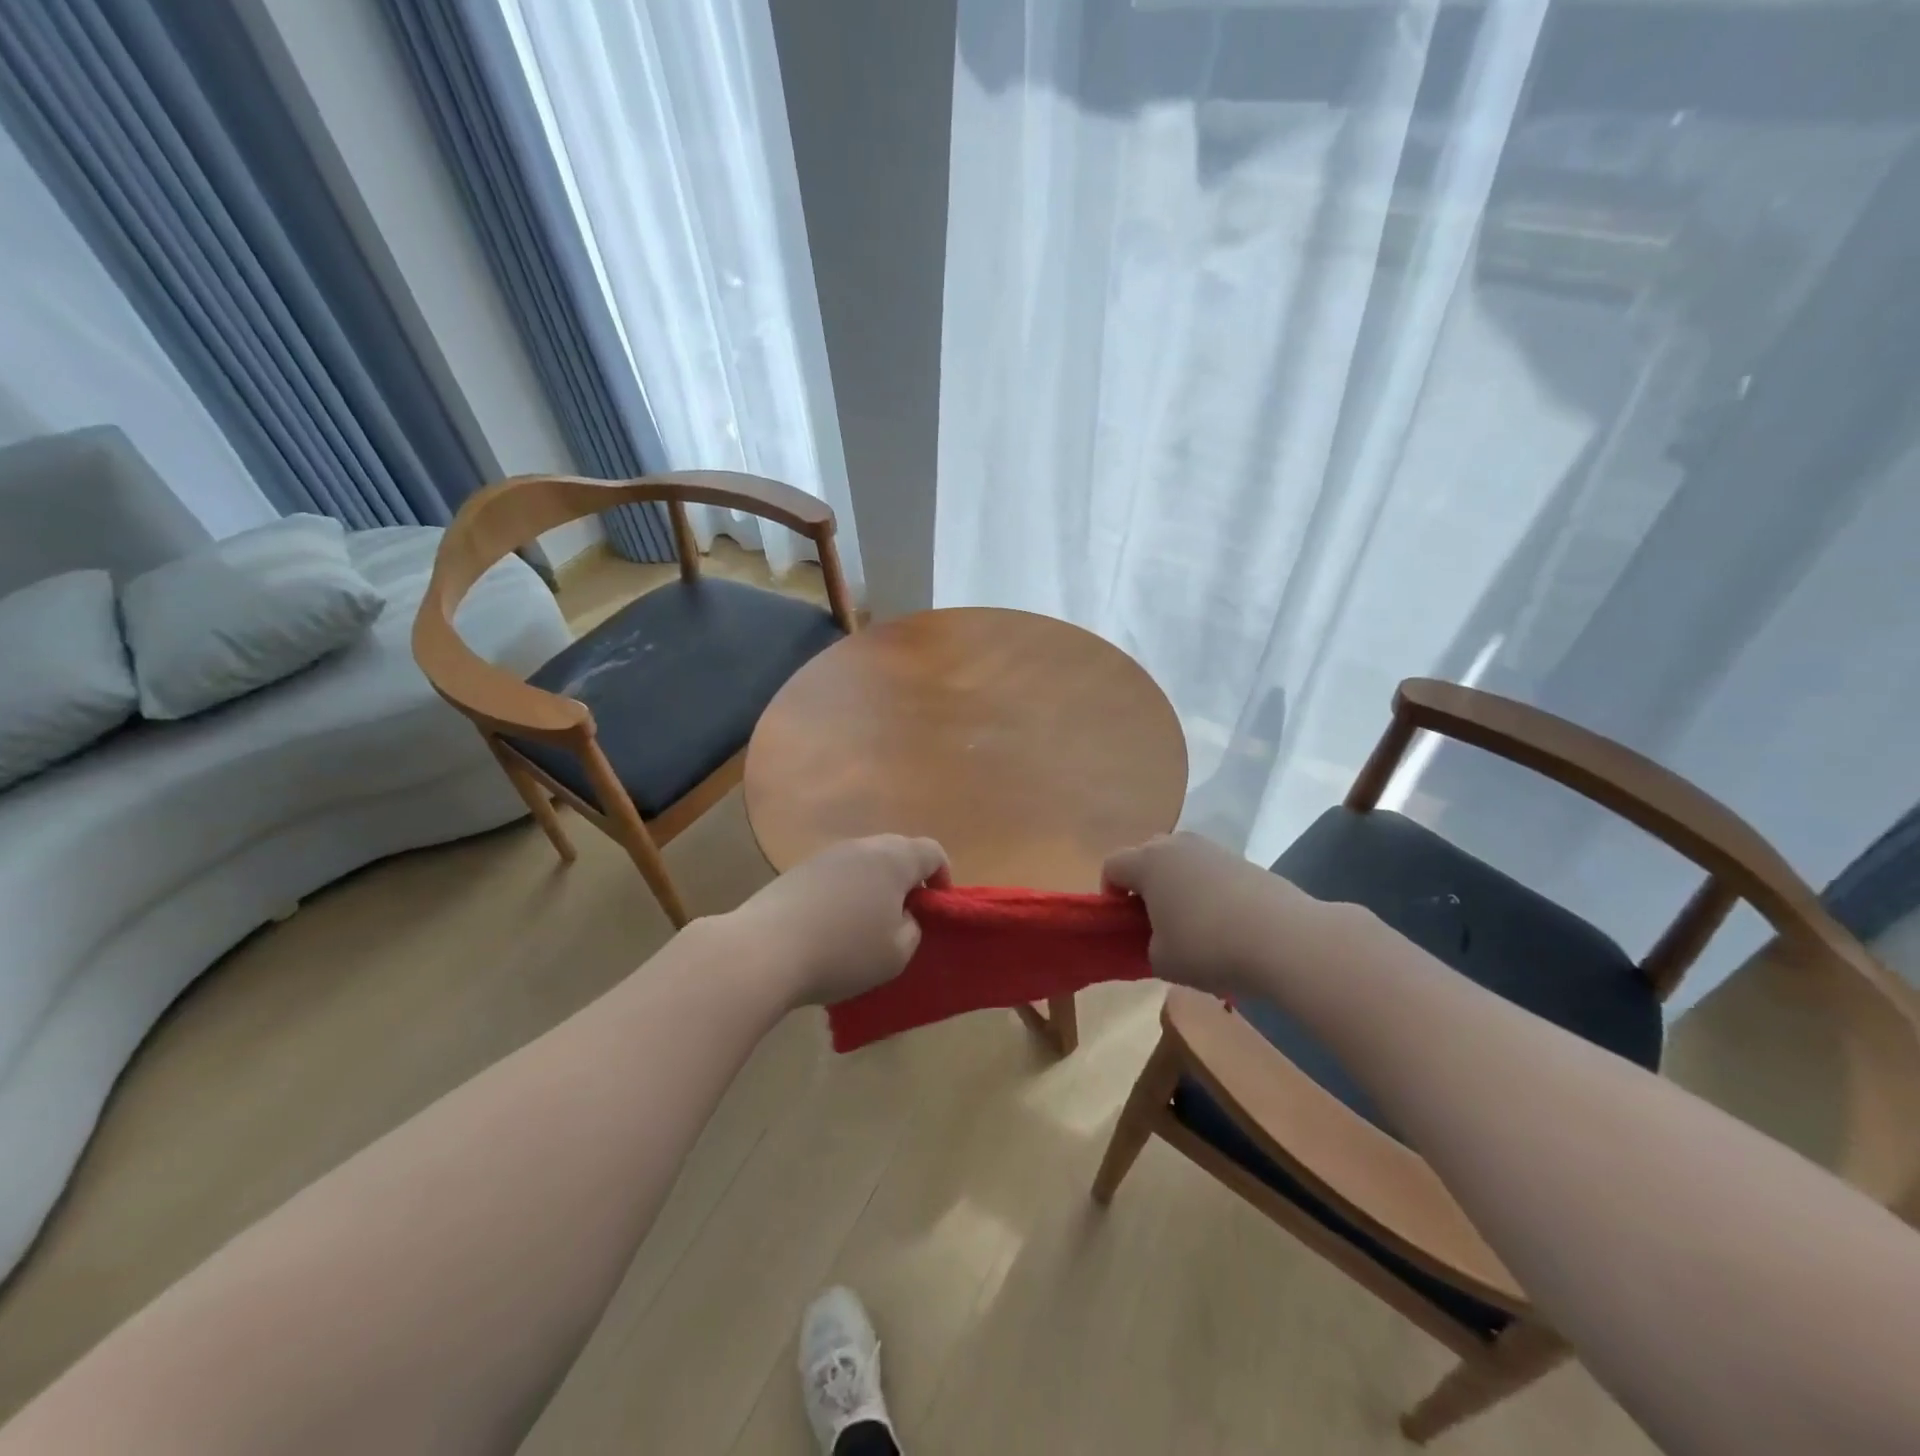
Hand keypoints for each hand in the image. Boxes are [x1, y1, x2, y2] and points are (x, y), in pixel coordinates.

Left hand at [728, 835, 948, 1007]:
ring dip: (874, 887)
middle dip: (907, 881)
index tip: (935, 909)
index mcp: (894, 858)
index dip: (942, 878)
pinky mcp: (798, 871)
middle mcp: (862, 846)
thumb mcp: (897, 953)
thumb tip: (902, 914)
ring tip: (866, 926)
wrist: (764, 950)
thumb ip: (912, 928)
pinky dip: (844, 894)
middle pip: (897, 852)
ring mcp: (826, 855)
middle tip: (904, 918)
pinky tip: (831, 928)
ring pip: (864, 863)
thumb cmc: (843, 951)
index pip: (933, 851)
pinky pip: (836, 875)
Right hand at [1102, 831, 1320, 995]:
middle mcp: (1177, 845)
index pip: (1112, 866)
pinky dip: (1207, 891)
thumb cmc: (1208, 947)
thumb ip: (1147, 945)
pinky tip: (1224, 924)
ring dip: (1177, 886)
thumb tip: (1160, 938)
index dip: (1110, 894)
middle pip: (1146, 856)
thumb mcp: (1162, 960)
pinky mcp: (1244, 861)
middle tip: (1154, 922)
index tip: (1124, 924)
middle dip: (1143, 885)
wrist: (1285, 940)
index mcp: (1147, 862)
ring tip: (1192, 925)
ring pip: (1181, 862)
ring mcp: (1213, 849)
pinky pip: (1210, 871)